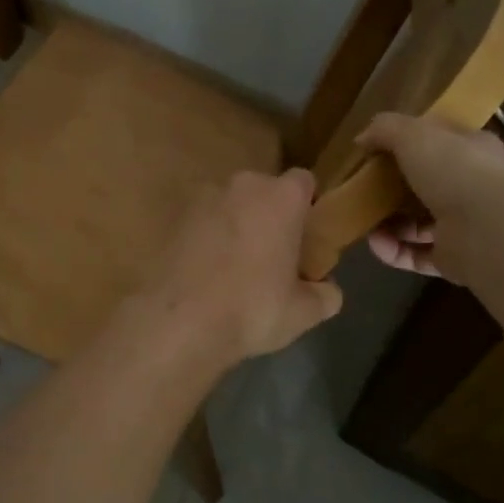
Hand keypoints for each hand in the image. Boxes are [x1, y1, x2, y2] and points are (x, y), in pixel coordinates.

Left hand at [138, 169, 343, 364]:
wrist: (179, 320)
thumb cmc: (253, 308)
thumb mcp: (304, 312)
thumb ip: (326, 294)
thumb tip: (328, 289)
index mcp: (281, 196)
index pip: (304, 182)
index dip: (307, 205)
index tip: (307, 235)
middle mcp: (242, 185)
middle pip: (265, 191)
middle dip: (271, 215)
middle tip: (275, 254)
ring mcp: (204, 198)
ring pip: (231, 204)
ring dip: (237, 224)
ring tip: (238, 265)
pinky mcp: (175, 217)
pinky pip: (203, 221)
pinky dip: (209, 237)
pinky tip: (209, 271)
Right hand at [356, 114, 503, 281]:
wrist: (486, 228)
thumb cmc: (454, 169)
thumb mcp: (414, 133)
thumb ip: (385, 129)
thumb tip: (362, 139)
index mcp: (472, 150)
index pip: (440, 143)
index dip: (409, 144)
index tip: (378, 151)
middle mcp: (472, 187)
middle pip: (424, 186)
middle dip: (392, 190)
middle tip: (365, 190)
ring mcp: (464, 225)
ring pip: (418, 223)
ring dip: (388, 223)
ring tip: (365, 222)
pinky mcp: (453, 258)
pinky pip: (415, 254)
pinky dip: (393, 250)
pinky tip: (375, 243)